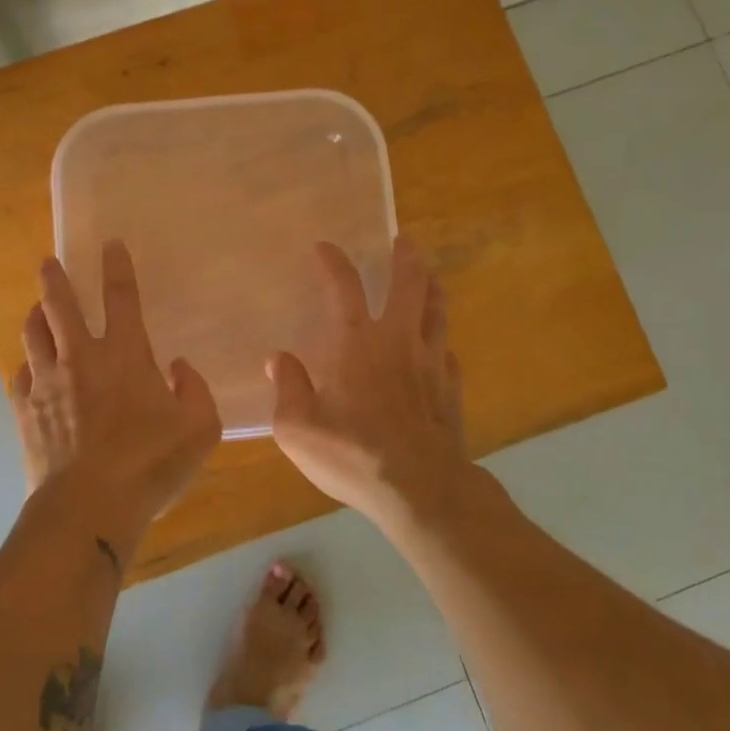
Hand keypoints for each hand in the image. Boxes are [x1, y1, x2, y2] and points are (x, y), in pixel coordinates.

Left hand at [10, 241, 221, 553]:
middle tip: (49, 262)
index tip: (110, 244)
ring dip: (35, 317)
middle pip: (60, 305)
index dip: (117, 267)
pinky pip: (19, 376)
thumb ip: (195, 391)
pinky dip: (25, 367)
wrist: (89, 507)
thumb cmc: (150, 464)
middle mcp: (80, 358)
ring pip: (33, 334)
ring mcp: (47, 383)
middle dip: (55, 279)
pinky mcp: (25, 411)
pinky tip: (28, 371)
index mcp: (124, 354)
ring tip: (36, 310)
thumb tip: (178, 368)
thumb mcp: (200, 429)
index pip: (121, 297)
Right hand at [268, 236, 470, 529]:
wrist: (421, 489)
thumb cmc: (352, 454)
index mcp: (357, 343)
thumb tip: (278, 359)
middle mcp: (398, 341)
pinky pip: (448, 353)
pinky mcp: (451, 389)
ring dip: (433, 288)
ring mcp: (431, 363)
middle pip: (409, 285)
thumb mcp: (297, 427)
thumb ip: (287, 388)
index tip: (325, 246)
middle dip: (406, 258)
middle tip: (404, 240)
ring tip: (431, 277)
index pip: (343, 288)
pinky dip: (440, 341)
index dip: (333, 262)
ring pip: (437, 312)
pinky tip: (438, 348)